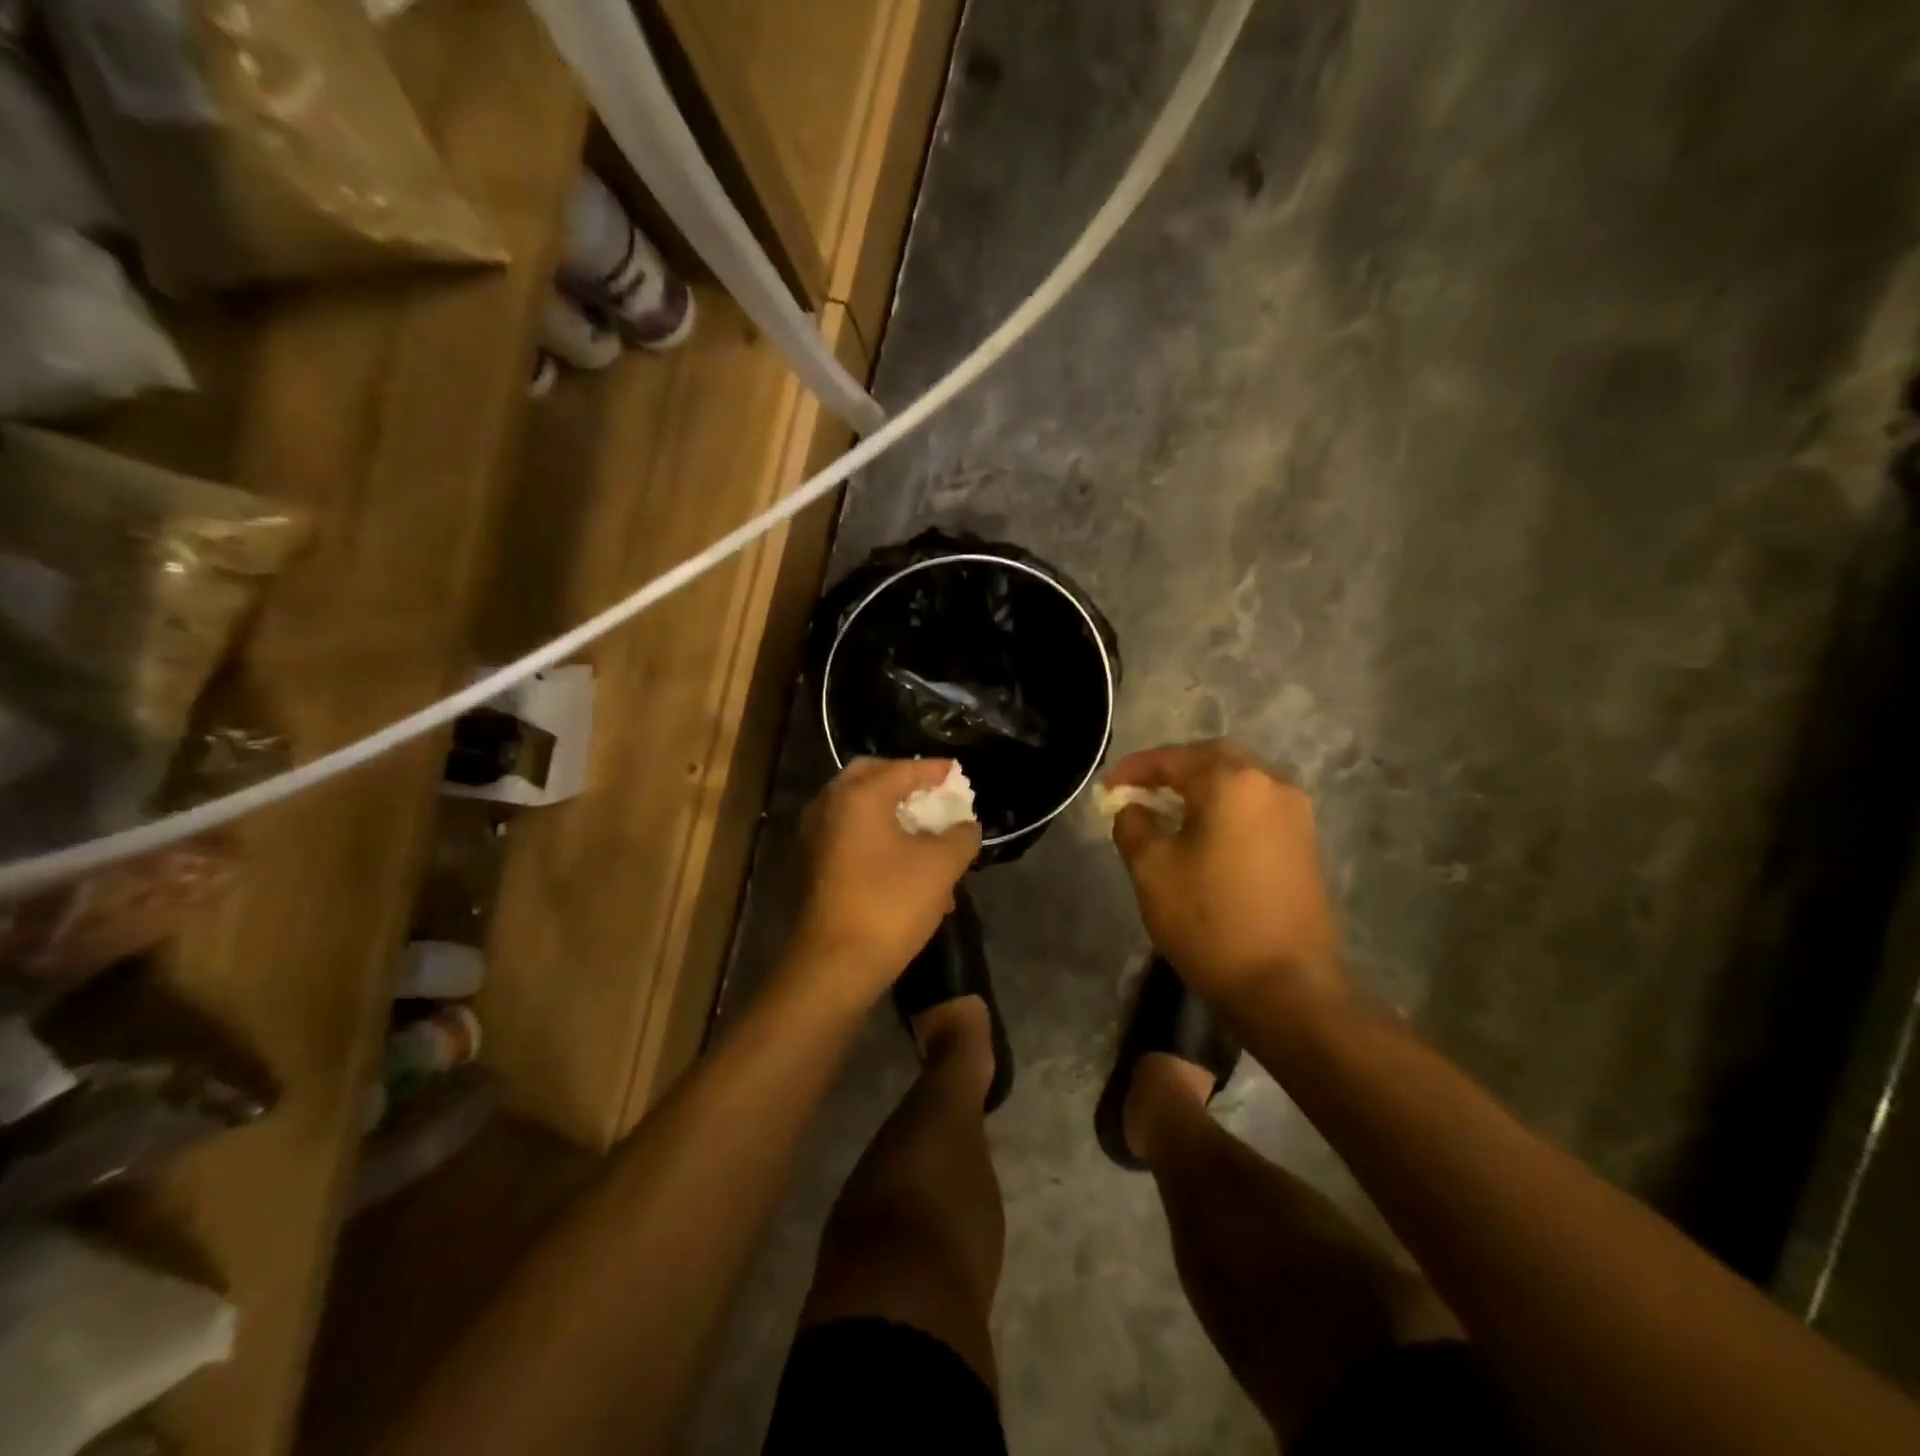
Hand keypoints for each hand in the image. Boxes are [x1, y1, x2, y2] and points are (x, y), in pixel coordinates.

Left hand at [790, 757, 981, 1001]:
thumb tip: (966, 827)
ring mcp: (813, 837)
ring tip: (924, 837)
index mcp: (858, 796)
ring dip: (891, 816)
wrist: (834, 964)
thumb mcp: (941, 866)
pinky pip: (848, 837)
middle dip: (904, 783)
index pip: (903, 769)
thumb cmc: (890, 903)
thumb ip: (961, 836)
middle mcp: (828, 806)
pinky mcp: (810, 866)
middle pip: (870, 779)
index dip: (935, 770)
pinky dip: (875, 840)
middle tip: (932, 795)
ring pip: (858, 812)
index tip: (956, 773)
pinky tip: (903, 868)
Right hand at [1106, 739, 1345, 1011]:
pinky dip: (1225, 807)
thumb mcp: (1152, 869)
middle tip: (1139, 790)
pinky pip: (1257, 806)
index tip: (1107, 788)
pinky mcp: (1305, 842)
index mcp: (1232, 783)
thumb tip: (1133, 807)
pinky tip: (1203, 832)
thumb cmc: (1210, 920)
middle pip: (1213, 759)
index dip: (1134, 769)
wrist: (1285, 986)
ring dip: (1201, 787)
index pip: (1174, 759)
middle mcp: (1271, 784)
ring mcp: (1296, 814)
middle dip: (1172, 769)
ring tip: (1167, 809)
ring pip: (1239, 781)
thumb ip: (1133, 824)